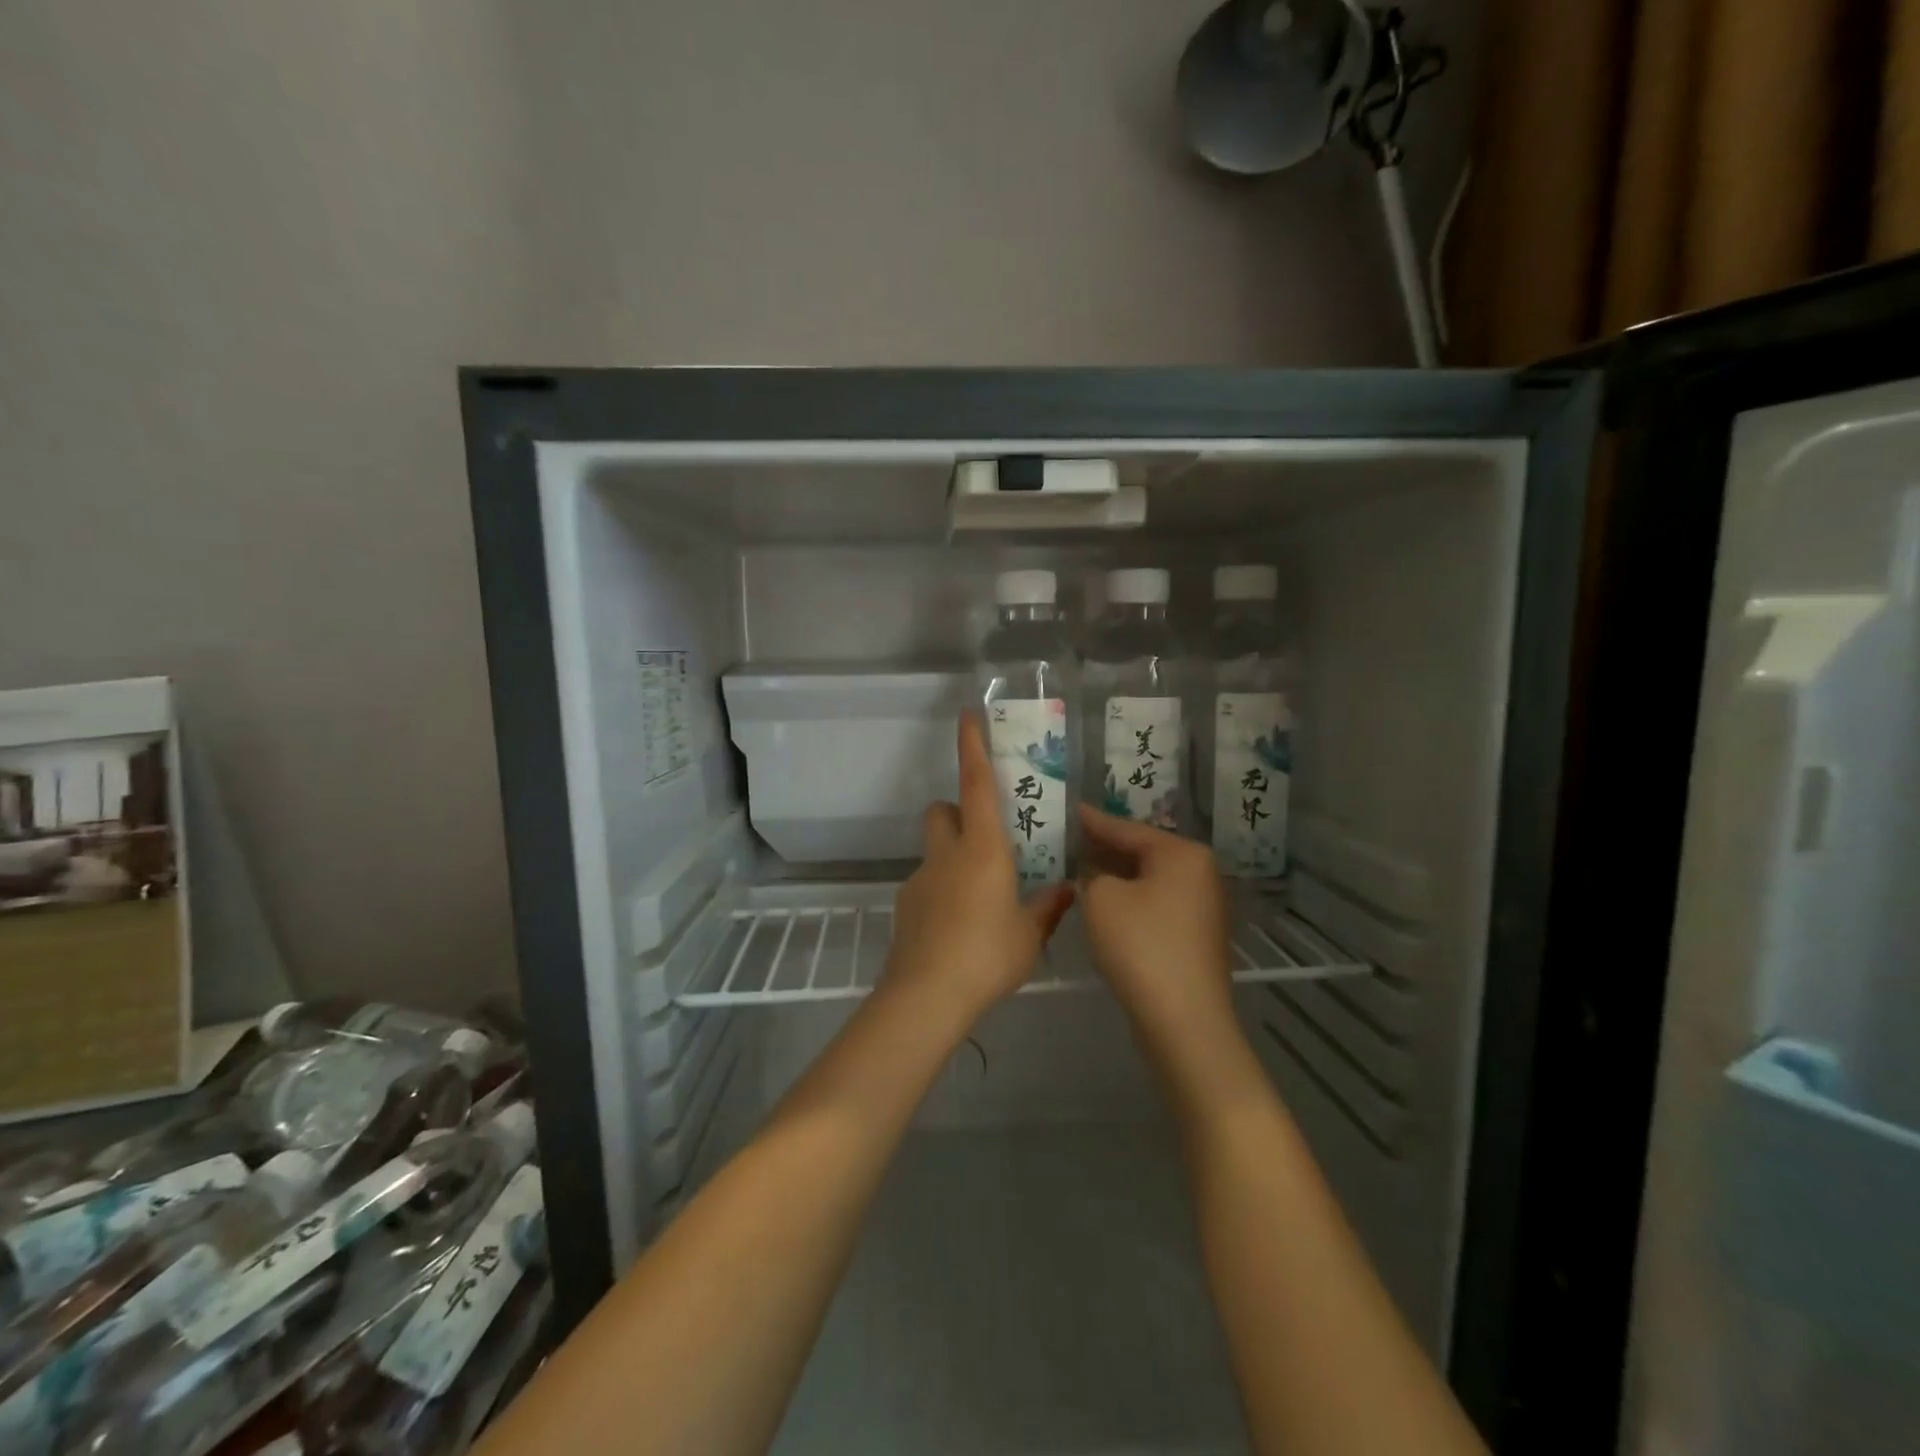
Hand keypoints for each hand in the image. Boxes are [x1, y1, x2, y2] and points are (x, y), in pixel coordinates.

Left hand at [883, 716, 1075, 1019]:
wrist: (926, 995)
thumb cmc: (987, 955)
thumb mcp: (1030, 934)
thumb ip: (1048, 908)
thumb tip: (1068, 891)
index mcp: (983, 848)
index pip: (976, 784)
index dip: (972, 747)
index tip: (967, 716)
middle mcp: (947, 854)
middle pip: (942, 810)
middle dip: (958, 811)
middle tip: (985, 839)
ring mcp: (921, 878)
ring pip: (934, 849)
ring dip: (953, 855)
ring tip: (979, 897)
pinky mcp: (906, 905)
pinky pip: (927, 883)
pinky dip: (942, 890)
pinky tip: (957, 928)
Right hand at [1076, 805, 1239, 1072]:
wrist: (1183, 1021)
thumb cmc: (1141, 947)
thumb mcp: (1100, 899)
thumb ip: (1091, 873)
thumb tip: (1093, 872)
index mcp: (1182, 853)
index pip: (1126, 827)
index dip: (1092, 820)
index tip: (1067, 810)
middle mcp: (1199, 872)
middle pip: (1141, 851)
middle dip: (1103, 848)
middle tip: (1065, 839)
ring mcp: (1201, 905)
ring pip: (1147, 879)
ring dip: (1113, 876)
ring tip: (1075, 868)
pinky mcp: (1194, 934)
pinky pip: (1154, 903)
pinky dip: (1128, 899)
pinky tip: (1101, 903)